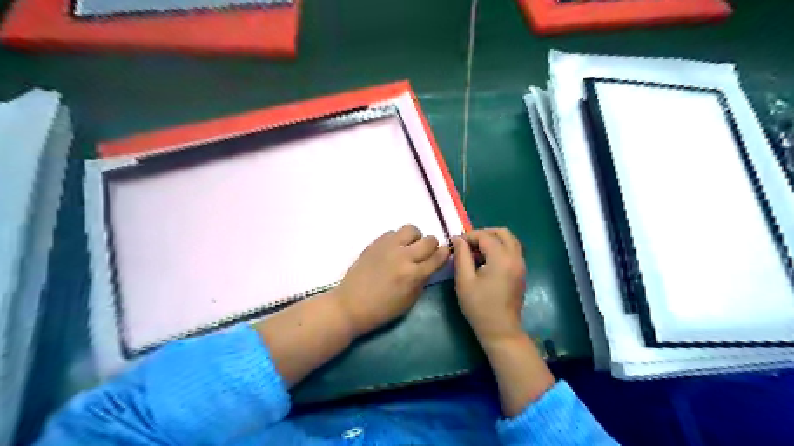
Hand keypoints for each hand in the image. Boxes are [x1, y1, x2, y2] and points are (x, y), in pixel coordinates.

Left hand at [330, 226, 452, 337]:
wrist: (350, 305)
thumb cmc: (382, 309)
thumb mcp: (409, 301)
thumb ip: (423, 280)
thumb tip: (430, 265)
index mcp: (414, 274)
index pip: (439, 256)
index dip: (445, 254)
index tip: (443, 255)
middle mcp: (403, 256)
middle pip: (429, 239)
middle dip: (432, 246)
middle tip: (425, 254)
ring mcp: (388, 246)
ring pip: (411, 229)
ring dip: (415, 238)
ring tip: (408, 248)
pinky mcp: (375, 242)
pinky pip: (393, 232)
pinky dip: (397, 239)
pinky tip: (392, 250)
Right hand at [452, 229, 525, 342]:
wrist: (501, 330)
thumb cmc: (479, 306)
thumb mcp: (464, 280)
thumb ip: (462, 256)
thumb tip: (458, 239)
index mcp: (502, 258)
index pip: (485, 236)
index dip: (469, 237)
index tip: (456, 244)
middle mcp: (515, 257)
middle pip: (502, 233)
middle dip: (484, 234)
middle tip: (468, 244)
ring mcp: (521, 265)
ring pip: (510, 240)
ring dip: (493, 240)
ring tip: (476, 252)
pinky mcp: (521, 272)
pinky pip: (512, 251)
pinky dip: (500, 248)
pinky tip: (486, 261)